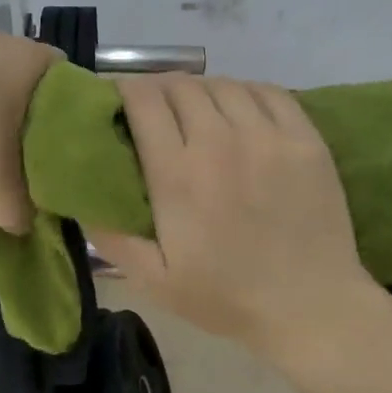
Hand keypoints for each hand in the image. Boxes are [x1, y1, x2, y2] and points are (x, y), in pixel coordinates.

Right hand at [88, 75, 380, 356]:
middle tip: (156, 111)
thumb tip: (79, 196)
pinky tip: (240, 110)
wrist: (312, 308)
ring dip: (201, 91)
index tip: (118, 101)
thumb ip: (112, 236)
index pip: (143, 100)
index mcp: (178, 174)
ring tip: (198, 111)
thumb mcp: (155, 281)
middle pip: (180, 85)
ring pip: (222, 84)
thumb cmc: (227, 297)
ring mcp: (267, 136)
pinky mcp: (304, 138)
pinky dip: (245, 92)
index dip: (125, 91)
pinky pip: (267, 91)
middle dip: (159, 90)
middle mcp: (220, 142)